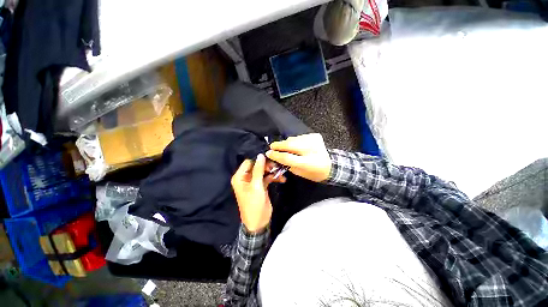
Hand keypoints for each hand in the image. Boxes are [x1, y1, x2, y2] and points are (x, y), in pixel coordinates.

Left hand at [231, 154, 285, 232]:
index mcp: (240, 177)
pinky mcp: (261, 185)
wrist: (258, 222)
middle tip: (277, 167)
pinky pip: (267, 178)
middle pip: (257, 166)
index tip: (270, 159)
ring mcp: (254, 182)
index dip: (259, 160)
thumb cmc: (254, 204)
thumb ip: (258, 170)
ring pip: (263, 171)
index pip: (249, 162)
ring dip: (272, 171)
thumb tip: (260, 155)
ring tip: (281, 172)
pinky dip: (274, 177)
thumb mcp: (256, 186)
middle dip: (267, 166)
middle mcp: (246, 178)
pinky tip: (281, 179)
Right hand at [266, 134, 331, 181]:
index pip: (287, 157)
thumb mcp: (300, 173)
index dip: (276, 155)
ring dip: (286, 142)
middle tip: (272, 146)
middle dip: (278, 145)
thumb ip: (288, 165)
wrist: (331, 165)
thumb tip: (277, 157)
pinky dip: (294, 140)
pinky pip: (299, 137)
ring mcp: (313, 141)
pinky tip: (295, 145)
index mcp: (307, 163)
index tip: (269, 153)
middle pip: (290, 144)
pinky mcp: (315, 136)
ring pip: (293, 139)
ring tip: (282, 146)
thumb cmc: (314, 173)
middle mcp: (311, 150)